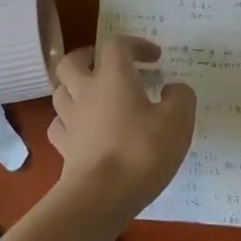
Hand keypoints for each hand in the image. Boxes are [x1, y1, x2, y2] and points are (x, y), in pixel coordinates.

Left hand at [48, 37, 195, 217]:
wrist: (101, 196)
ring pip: (60, 91)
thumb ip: (181, 97)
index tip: (154, 58)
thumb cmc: (142, 151)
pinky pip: (59, 124)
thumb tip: (173, 89)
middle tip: (108, 65)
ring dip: (75, 87)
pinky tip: (83, 128)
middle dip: (89, 57)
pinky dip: (69, 120)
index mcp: (114, 77)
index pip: (117, 45)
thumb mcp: (178, 121)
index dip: (136, 44)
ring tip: (94, 96)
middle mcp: (86, 92)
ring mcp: (70, 120)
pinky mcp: (64, 147)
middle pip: (72, 62)